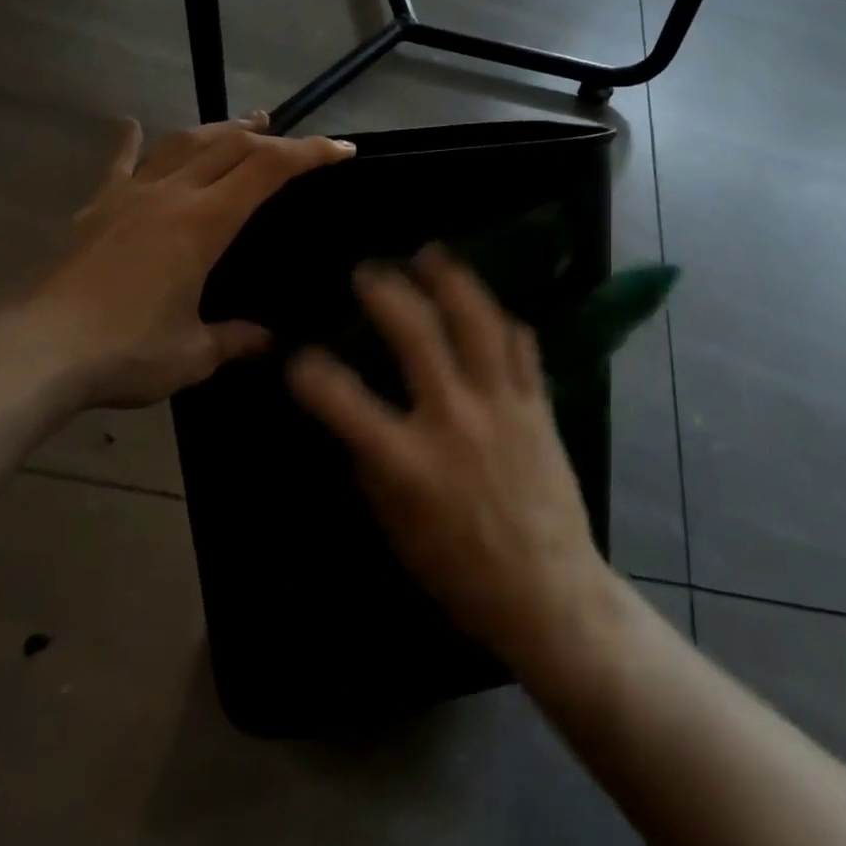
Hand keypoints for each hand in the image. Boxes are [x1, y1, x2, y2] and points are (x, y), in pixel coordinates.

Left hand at [22, 113, 353, 409]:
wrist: (36, 351)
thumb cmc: (125, 351)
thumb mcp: (193, 354)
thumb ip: (236, 340)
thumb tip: (270, 343)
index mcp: (204, 222)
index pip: (269, 169)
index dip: (311, 153)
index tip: (343, 150)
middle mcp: (171, 195)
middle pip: (231, 146)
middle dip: (271, 138)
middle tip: (296, 141)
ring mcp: (130, 196)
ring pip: (184, 144)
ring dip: (219, 129)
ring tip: (244, 123)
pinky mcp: (96, 208)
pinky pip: (118, 163)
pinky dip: (129, 141)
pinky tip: (129, 123)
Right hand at [288, 246, 613, 667]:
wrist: (546, 591)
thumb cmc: (459, 570)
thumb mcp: (395, 526)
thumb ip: (372, 464)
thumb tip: (357, 418)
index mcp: (407, 460)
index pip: (343, 402)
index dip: (311, 374)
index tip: (298, 357)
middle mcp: (454, 419)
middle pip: (417, 334)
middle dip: (386, 293)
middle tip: (369, 271)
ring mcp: (502, 405)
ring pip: (477, 322)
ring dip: (450, 281)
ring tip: (431, 254)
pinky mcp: (539, 405)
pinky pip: (522, 345)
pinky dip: (501, 319)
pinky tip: (486, 305)